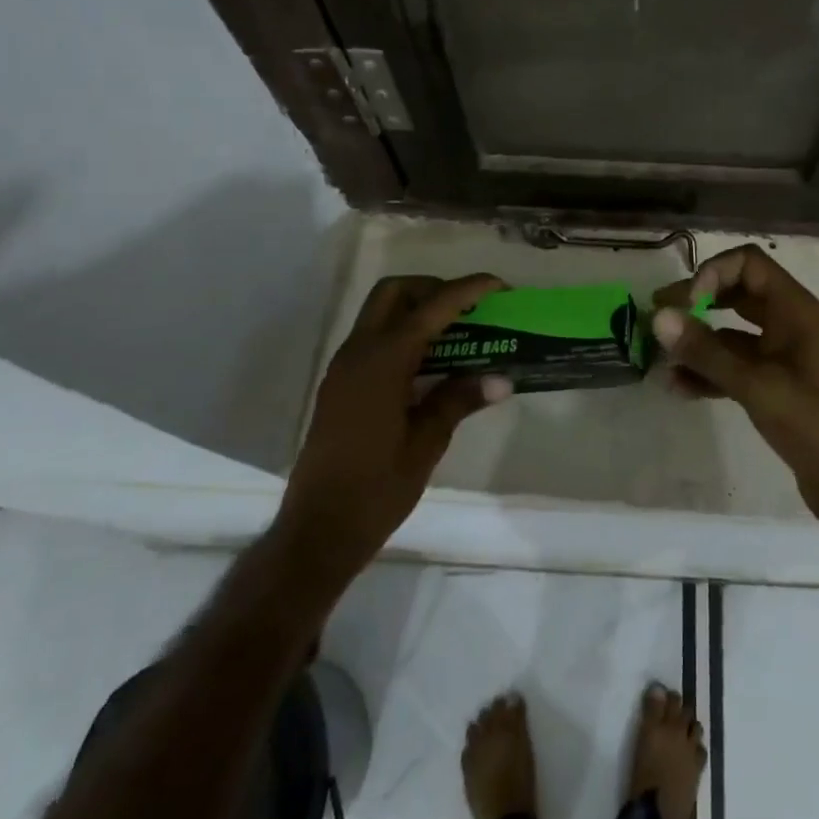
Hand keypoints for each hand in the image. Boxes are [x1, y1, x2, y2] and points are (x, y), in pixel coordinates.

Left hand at [280, 273, 512, 573]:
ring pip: (380, 312)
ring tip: (458, 333)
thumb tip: (502, 378)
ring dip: (417, 310)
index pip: (432, 308)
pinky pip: (373, 338)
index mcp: (383, 361)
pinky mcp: (340, 384)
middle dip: (434, 289)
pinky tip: (430, 363)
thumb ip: (460, 400)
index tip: (499, 286)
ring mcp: (344, 367)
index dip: (467, 290)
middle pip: (395, 292)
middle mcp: (359, 352)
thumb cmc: (376, 489)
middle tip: (470, 309)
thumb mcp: (427, 443)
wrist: (317, 531)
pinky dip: (403, 333)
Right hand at [652, 245, 818, 567]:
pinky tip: (680, 387)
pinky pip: (735, 365)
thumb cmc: (815, 423)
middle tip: (658, 318)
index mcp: (794, 309)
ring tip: (661, 359)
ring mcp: (782, 355)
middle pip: (735, 292)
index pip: (747, 263)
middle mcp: (788, 323)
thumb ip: (706, 351)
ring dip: (698, 342)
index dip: (713, 274)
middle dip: (696, 303)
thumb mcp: (756, 384)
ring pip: (732, 333)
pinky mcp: (775, 385)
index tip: (689, 305)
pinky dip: (709, 371)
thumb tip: (659, 317)